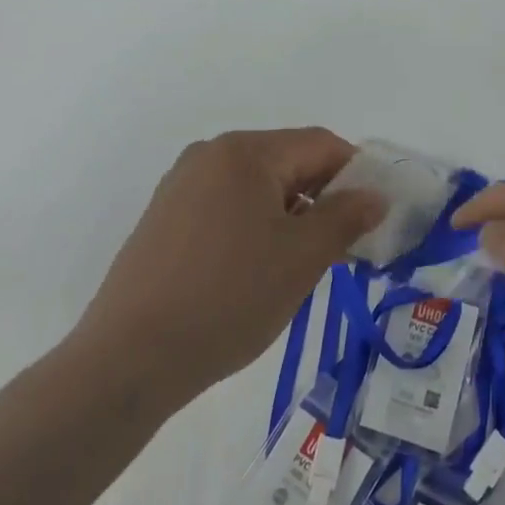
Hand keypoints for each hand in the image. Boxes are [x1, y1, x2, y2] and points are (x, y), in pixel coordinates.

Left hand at [72, 129, 381, 407]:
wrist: (129, 359)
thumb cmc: (228, 298)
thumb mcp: (302, 258)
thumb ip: (346, 217)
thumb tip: (374, 196)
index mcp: (245, 152)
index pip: (319, 144)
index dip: (356, 174)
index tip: (374, 216)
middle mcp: (210, 155)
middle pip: (287, 160)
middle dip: (322, 196)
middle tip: (343, 246)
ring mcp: (181, 185)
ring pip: (257, 186)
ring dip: (290, 214)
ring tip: (300, 264)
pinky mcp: (164, 217)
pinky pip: (226, 206)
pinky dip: (255, 225)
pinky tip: (256, 270)